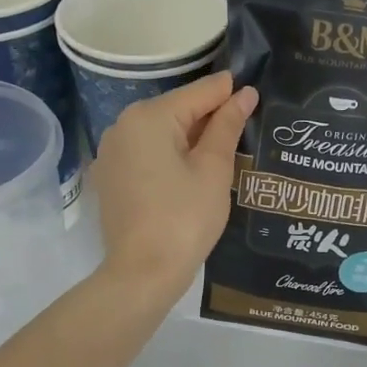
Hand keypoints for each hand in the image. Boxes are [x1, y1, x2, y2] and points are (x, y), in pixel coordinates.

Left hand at [92, 70, 256, 301]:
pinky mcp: (111, 176)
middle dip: (210, 116)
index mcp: (149, 117)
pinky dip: (171, 155)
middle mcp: (123, 125)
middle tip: (246, 127)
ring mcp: (112, 152)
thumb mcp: (213, 169)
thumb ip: (227, 126)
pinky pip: (147, 153)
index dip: (229, 93)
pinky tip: (193, 172)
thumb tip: (244, 94)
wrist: (143, 273)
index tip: (255, 93)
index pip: (198, 93)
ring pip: (162, 132)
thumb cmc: (185, 218)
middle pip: (177, 110)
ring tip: (226, 149)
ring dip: (191, 137)